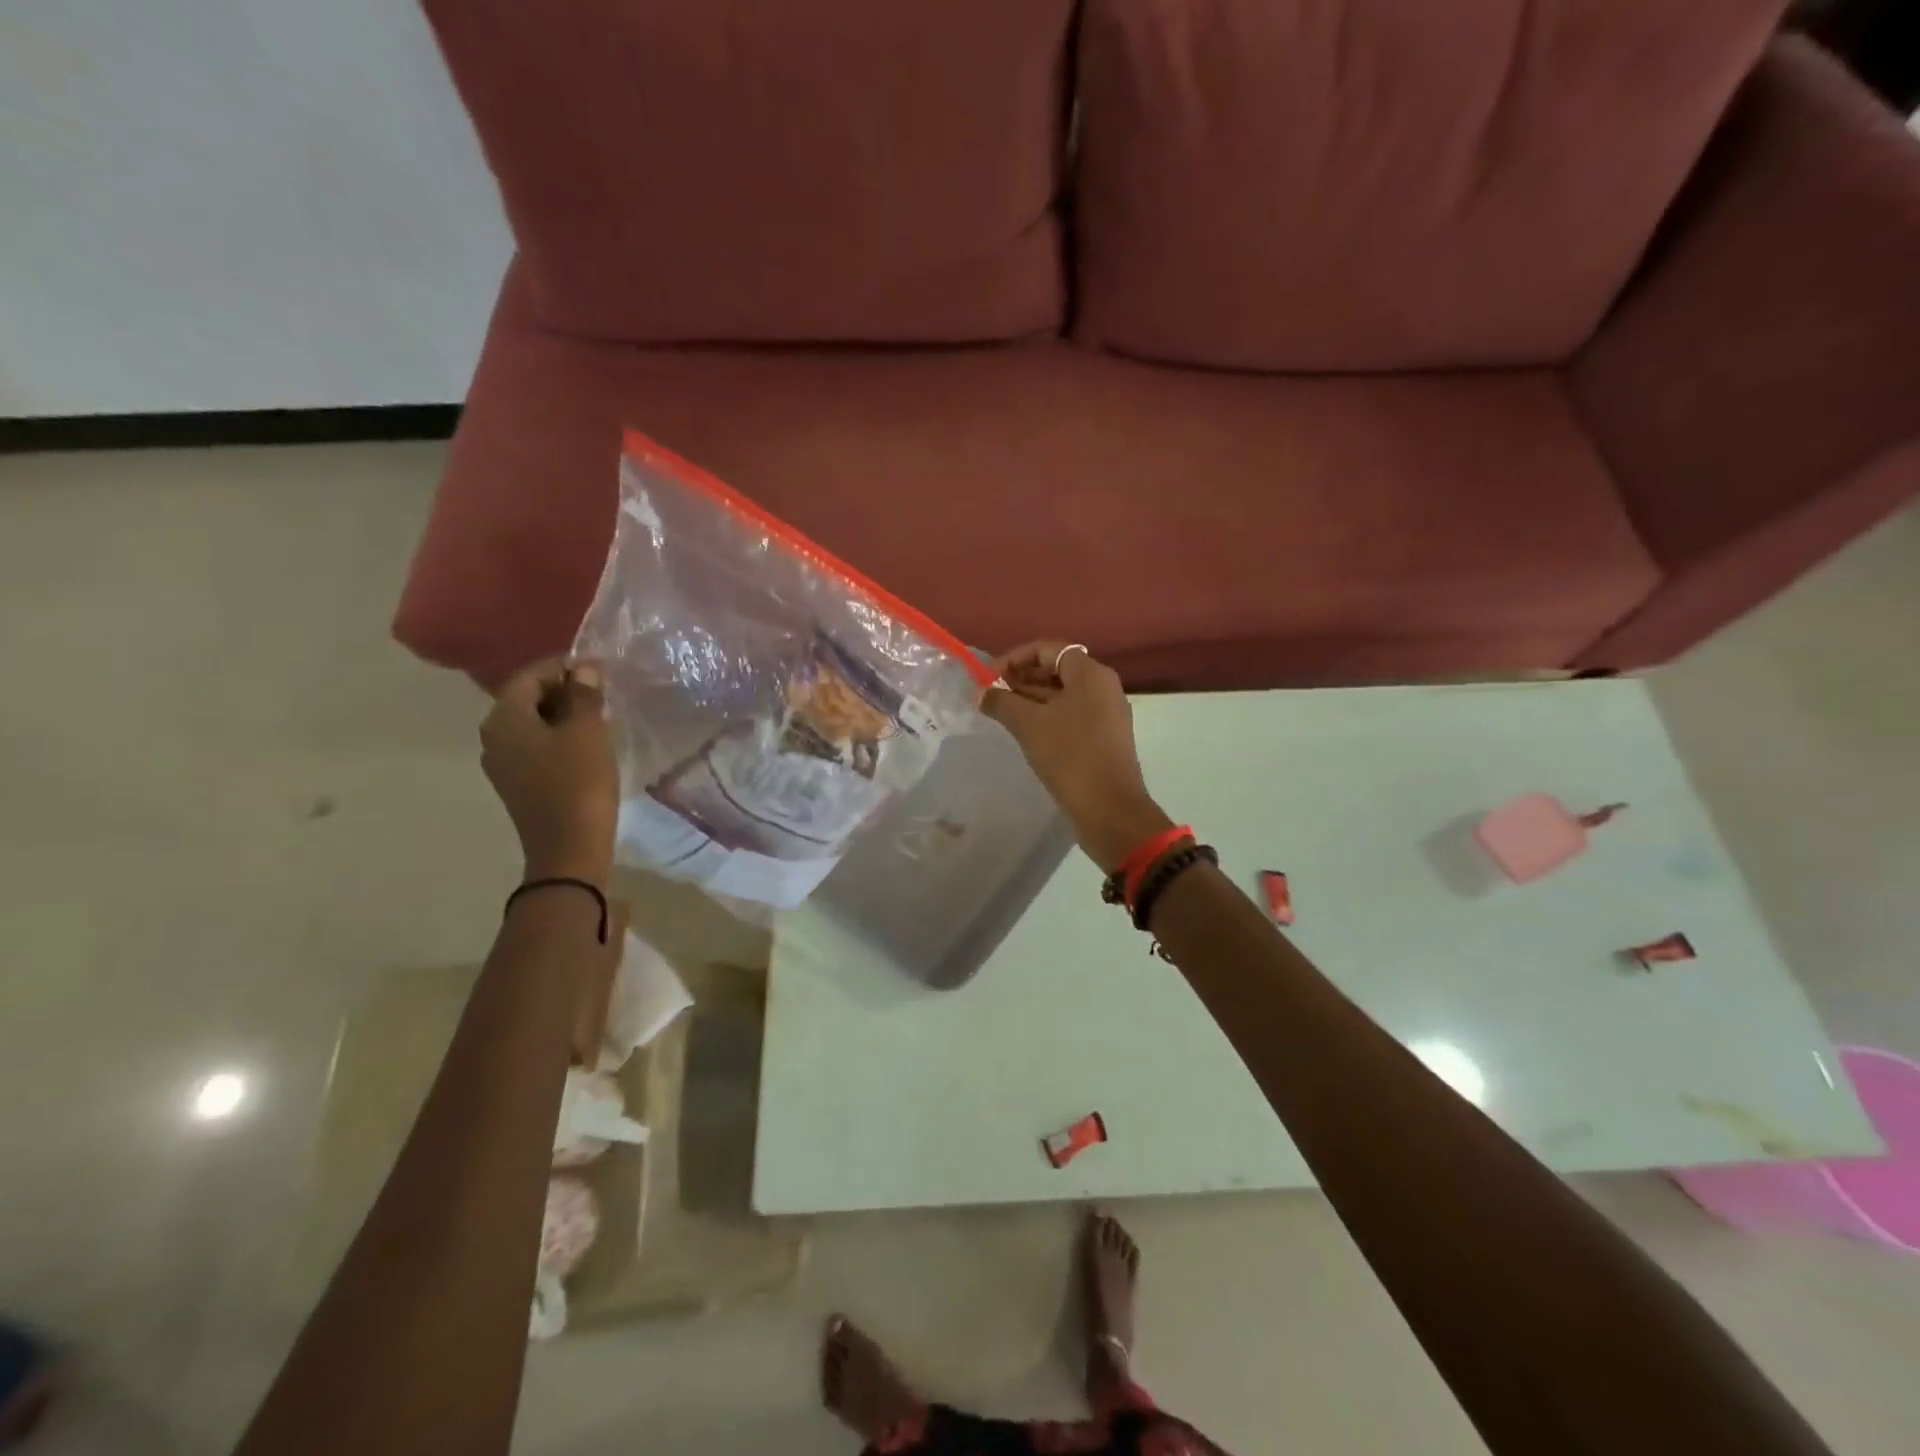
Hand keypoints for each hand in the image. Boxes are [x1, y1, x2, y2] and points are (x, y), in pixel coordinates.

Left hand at [481, 658, 618, 884]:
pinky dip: (559, 738)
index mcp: (504, 719)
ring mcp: (503, 764)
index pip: (529, 676)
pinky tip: (588, 744)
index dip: (563, 666)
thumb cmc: (578, 783)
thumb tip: (585, 669)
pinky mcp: (518, 784)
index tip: (598, 667)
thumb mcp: (587, 733)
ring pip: (532, 724)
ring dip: (563, 715)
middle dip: (563, 690)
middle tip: (602, 691)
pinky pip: (536, 747)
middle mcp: (494, 737)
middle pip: (527, 699)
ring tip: (600, 716)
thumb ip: (585, 695)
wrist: (569, 849)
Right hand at [984, 642, 1172, 873]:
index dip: (1015, 657)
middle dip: (1021, 677)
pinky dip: (1046, 716)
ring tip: (1000, 711)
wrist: (1110, 809)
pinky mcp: (1103, 738)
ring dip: (1031, 698)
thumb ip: (1001, 702)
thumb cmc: (1070, 756)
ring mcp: (1106, 714)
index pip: (1048, 649)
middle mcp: (1103, 687)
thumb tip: (979, 693)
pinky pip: (1070, 715)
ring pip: (1063, 694)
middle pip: (1057, 669)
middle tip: (991, 693)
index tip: (989, 677)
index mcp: (1091, 674)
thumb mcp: (1029, 725)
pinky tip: (1023, 730)